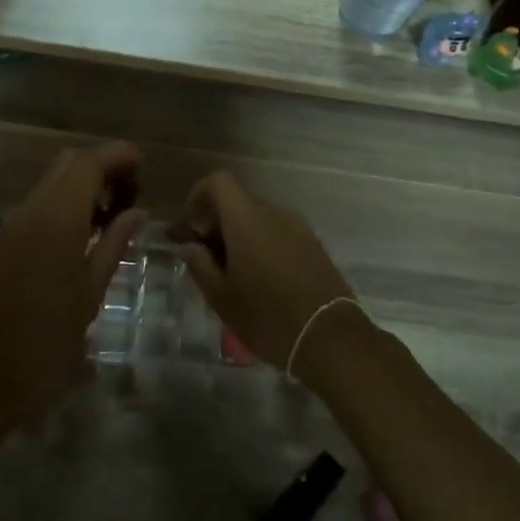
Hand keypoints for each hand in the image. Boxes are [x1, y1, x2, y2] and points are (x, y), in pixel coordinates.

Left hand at [0, 142, 144, 422]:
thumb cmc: (48, 341)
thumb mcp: (91, 292)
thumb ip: (115, 244)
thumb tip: (137, 212)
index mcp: (57, 218)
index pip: (89, 163)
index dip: (118, 156)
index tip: (144, 164)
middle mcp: (31, 210)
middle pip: (68, 163)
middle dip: (102, 166)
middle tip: (132, 191)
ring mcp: (13, 224)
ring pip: (52, 182)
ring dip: (83, 184)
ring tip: (114, 214)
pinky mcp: (3, 241)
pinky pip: (39, 204)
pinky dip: (65, 203)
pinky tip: (85, 233)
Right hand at [173, 171, 357, 371]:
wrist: (329, 338)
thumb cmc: (267, 317)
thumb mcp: (222, 297)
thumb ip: (200, 265)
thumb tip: (189, 247)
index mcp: (246, 220)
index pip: (220, 182)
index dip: (200, 196)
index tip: (192, 227)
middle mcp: (273, 214)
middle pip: (239, 203)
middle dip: (218, 224)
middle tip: (207, 258)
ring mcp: (298, 228)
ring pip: (260, 220)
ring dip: (242, 237)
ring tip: (235, 274)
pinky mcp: (314, 245)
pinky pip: (279, 234)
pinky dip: (263, 246)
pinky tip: (262, 280)